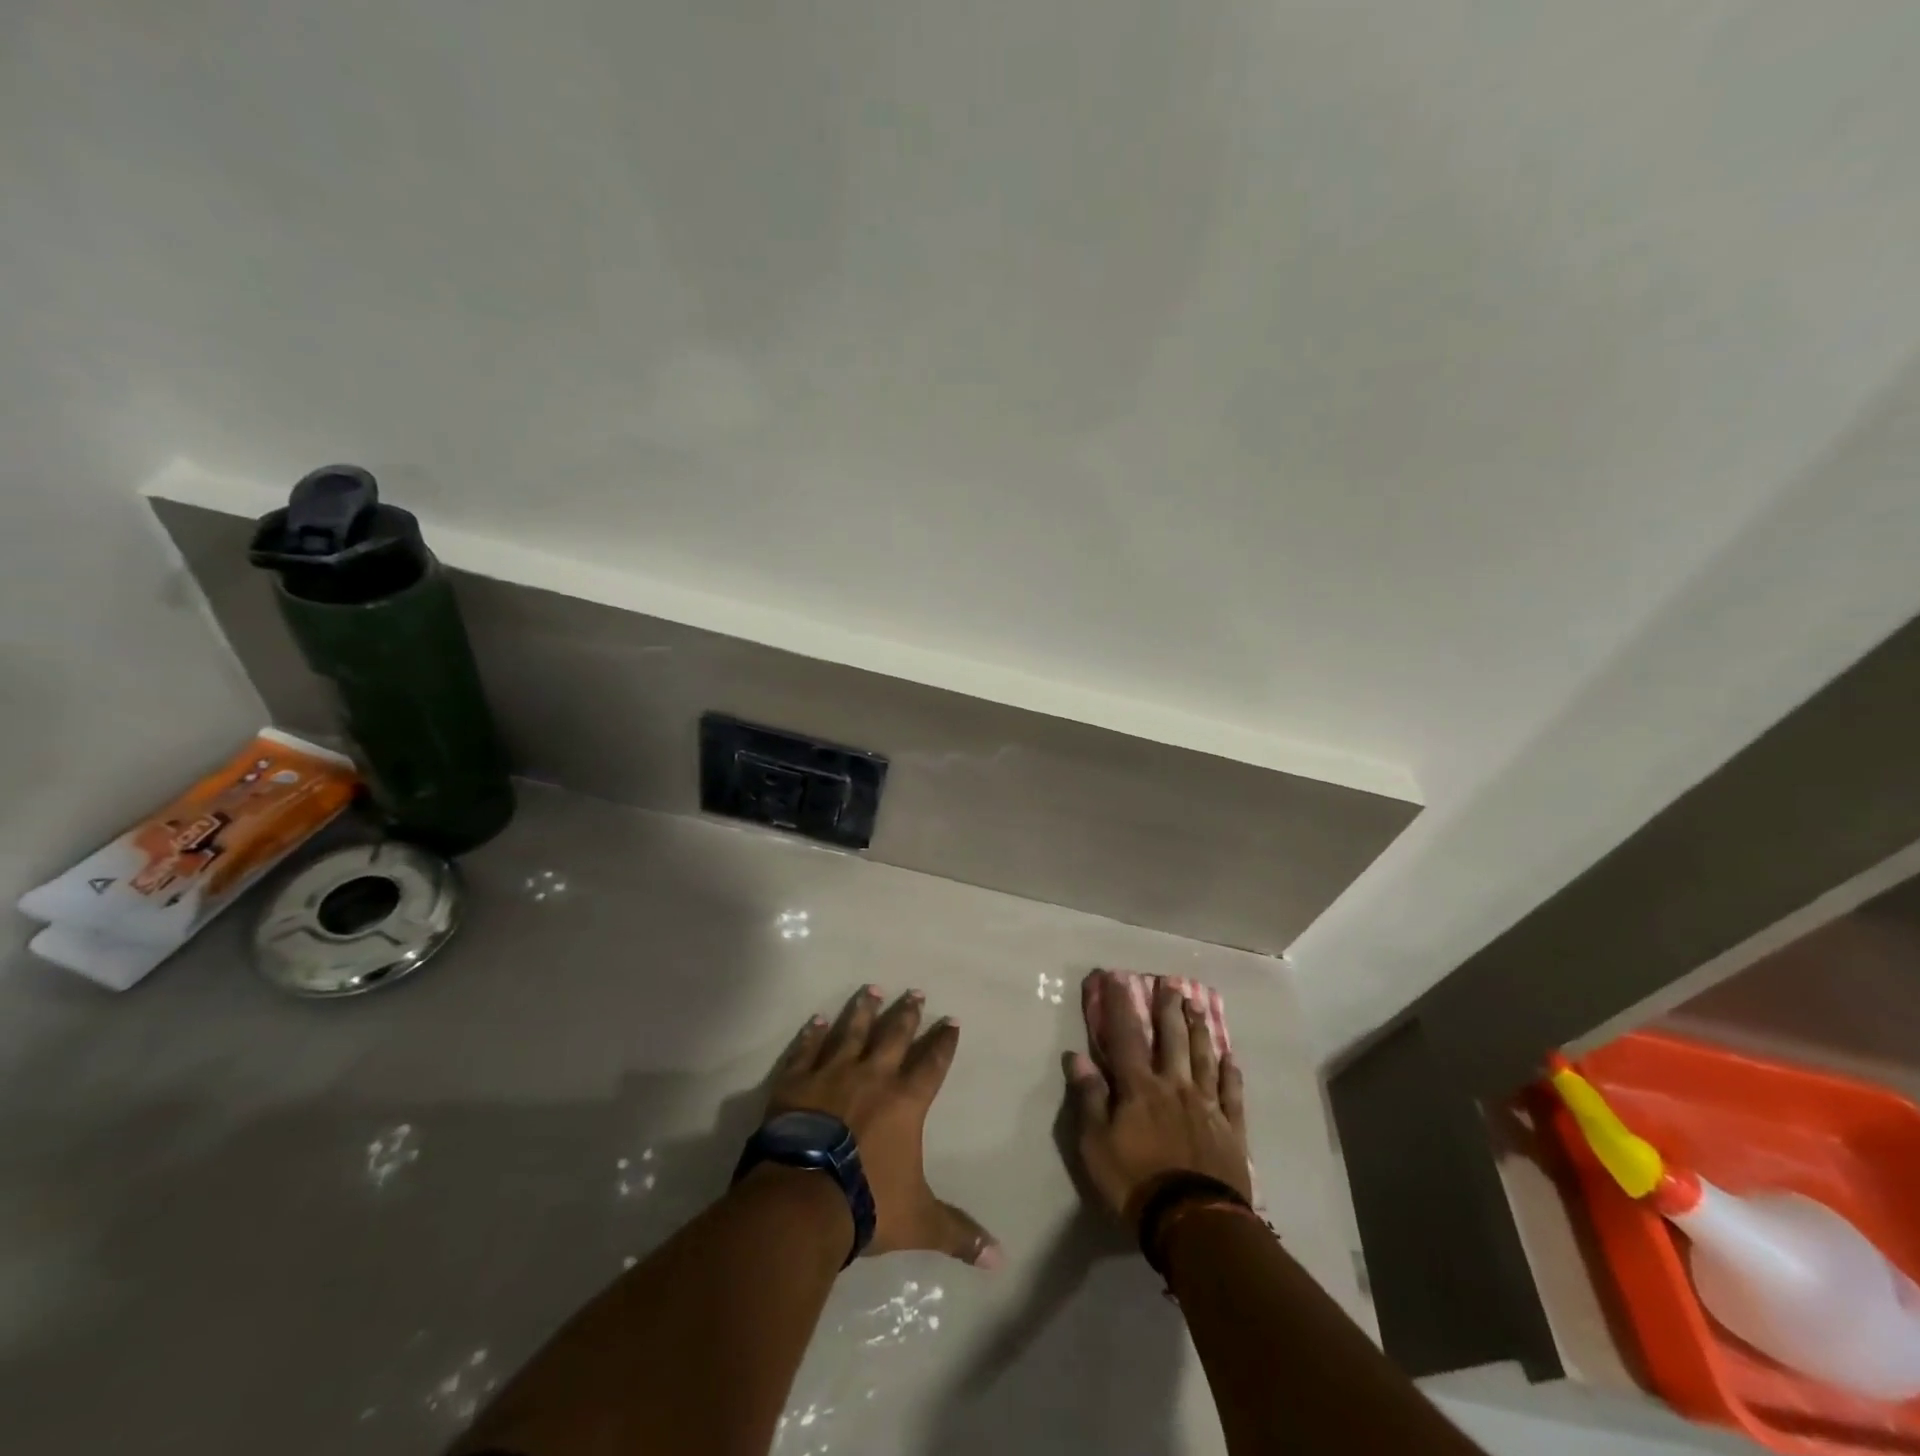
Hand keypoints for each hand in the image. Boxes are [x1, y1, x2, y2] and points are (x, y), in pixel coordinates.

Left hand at [768, 985, 1000, 1266]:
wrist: (803, 1198)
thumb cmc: (866, 1203)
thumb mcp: (919, 1221)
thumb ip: (958, 1233)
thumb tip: (1000, 1259)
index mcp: (905, 1102)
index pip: (932, 1064)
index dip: (944, 1043)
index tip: (951, 1021)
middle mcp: (872, 1076)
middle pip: (894, 1036)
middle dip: (907, 1014)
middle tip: (914, 992)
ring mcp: (831, 1074)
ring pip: (851, 1032)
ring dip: (862, 1010)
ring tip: (870, 988)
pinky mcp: (797, 1082)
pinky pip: (806, 1050)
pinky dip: (812, 1034)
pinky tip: (817, 1019)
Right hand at [1063, 972, 1250, 1228]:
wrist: (1193, 1221)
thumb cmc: (1135, 1182)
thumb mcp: (1095, 1144)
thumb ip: (1089, 1098)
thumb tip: (1077, 1057)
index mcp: (1139, 1087)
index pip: (1125, 1036)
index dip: (1120, 1005)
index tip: (1117, 977)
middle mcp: (1174, 1086)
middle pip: (1172, 1039)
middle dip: (1169, 1009)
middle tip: (1171, 983)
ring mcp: (1206, 1106)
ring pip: (1204, 1058)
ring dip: (1200, 1030)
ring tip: (1198, 1006)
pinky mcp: (1231, 1130)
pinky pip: (1231, 1094)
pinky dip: (1231, 1074)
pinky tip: (1231, 1058)